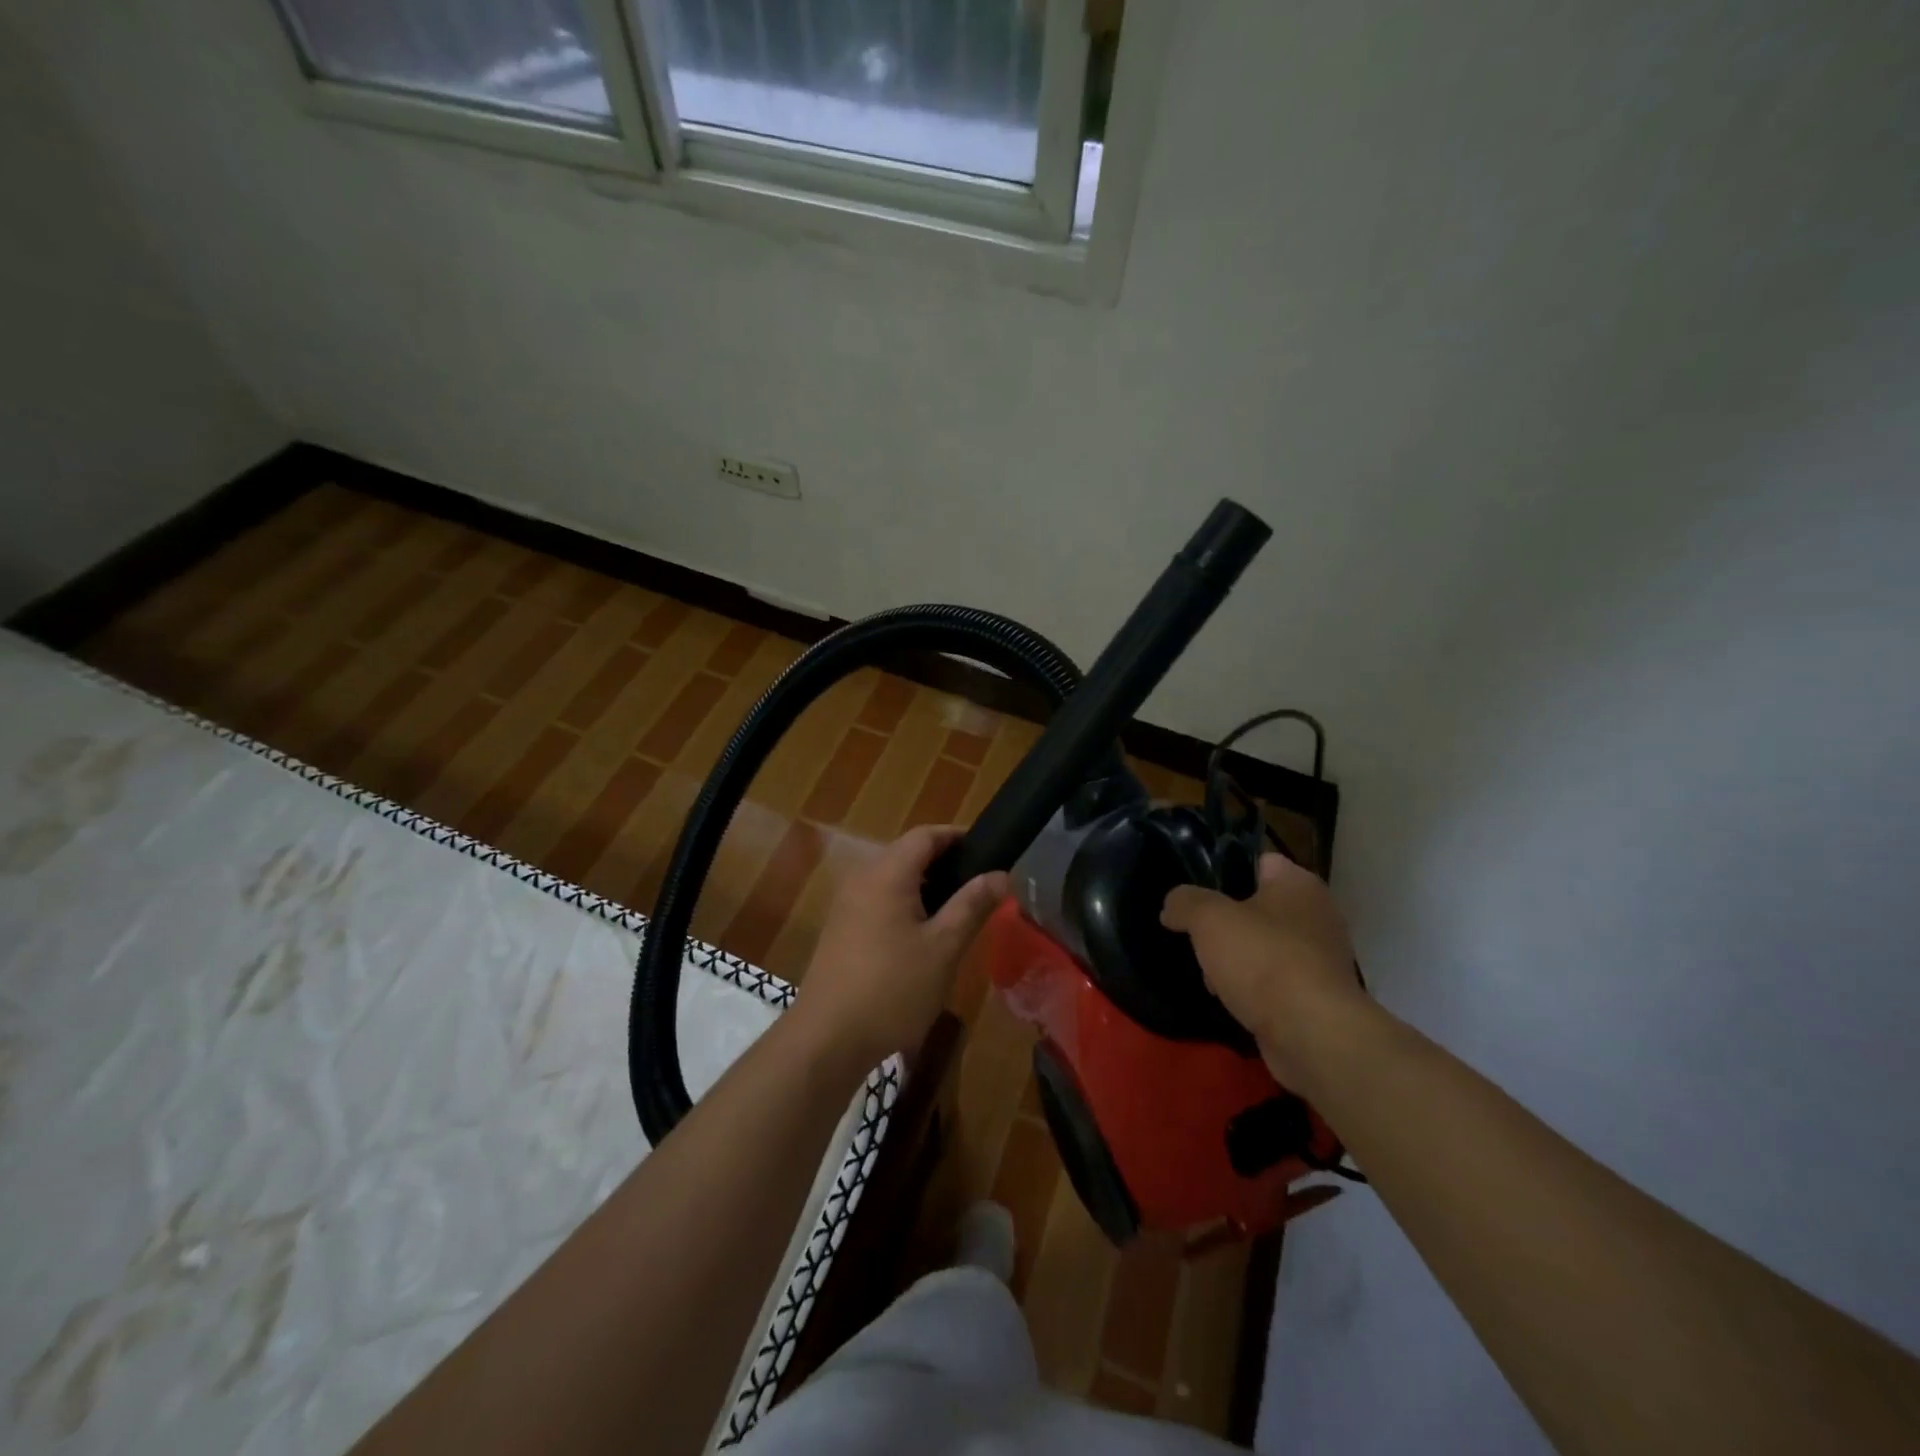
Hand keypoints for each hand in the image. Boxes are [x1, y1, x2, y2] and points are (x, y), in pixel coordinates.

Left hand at [793, 825, 1009, 1071]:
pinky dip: (906, 904)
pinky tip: (924, 936)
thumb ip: (972, 905)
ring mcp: (847, 904)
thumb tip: (1000, 874)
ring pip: (894, 878)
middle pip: (908, 853)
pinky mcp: (841, 929)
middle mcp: (863, 878)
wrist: (828, 1039)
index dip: (957, 836)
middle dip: (945, 862)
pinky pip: (880, 900)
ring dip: (926, 886)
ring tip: (958, 911)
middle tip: (979, 886)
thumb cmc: (893, 988)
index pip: (925, 834)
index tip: (988, 851)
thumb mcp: (944, 947)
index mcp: (887, 873)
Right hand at [1161, 852, 1366, 1092]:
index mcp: (1299, 883)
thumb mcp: (1208, 918)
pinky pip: (1274, 981)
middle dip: (1224, 923)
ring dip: (1235, 959)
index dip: (1222, 870)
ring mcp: (1320, 958)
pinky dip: (1252, 989)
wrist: (1312, 1035)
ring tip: (1209, 975)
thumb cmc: (1263, 960)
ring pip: (1263, 947)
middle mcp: (1317, 914)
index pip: (1257, 860)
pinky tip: (1230, 999)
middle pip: (1257, 906)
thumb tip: (1173, 906)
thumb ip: (1184, 902)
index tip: (1192, 889)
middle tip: (1195, 935)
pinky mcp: (1316, 996)